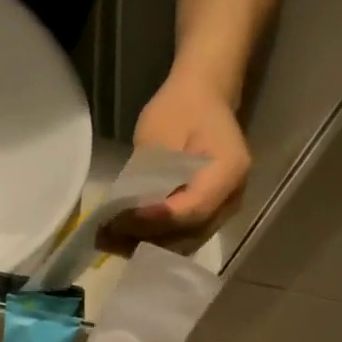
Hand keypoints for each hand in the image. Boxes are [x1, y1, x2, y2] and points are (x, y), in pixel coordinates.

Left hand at [108, 70, 251, 250]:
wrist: (203, 97)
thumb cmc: (180, 107)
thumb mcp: (158, 133)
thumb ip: (148, 175)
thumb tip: (127, 213)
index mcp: (229, 170)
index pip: (192, 209)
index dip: (156, 219)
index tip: (121, 219)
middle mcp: (233, 197)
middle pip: (189, 233)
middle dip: (147, 237)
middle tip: (108, 234)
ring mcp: (225, 210)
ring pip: (185, 241)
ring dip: (148, 244)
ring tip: (111, 239)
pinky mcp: (211, 216)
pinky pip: (184, 237)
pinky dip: (155, 239)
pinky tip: (125, 237)